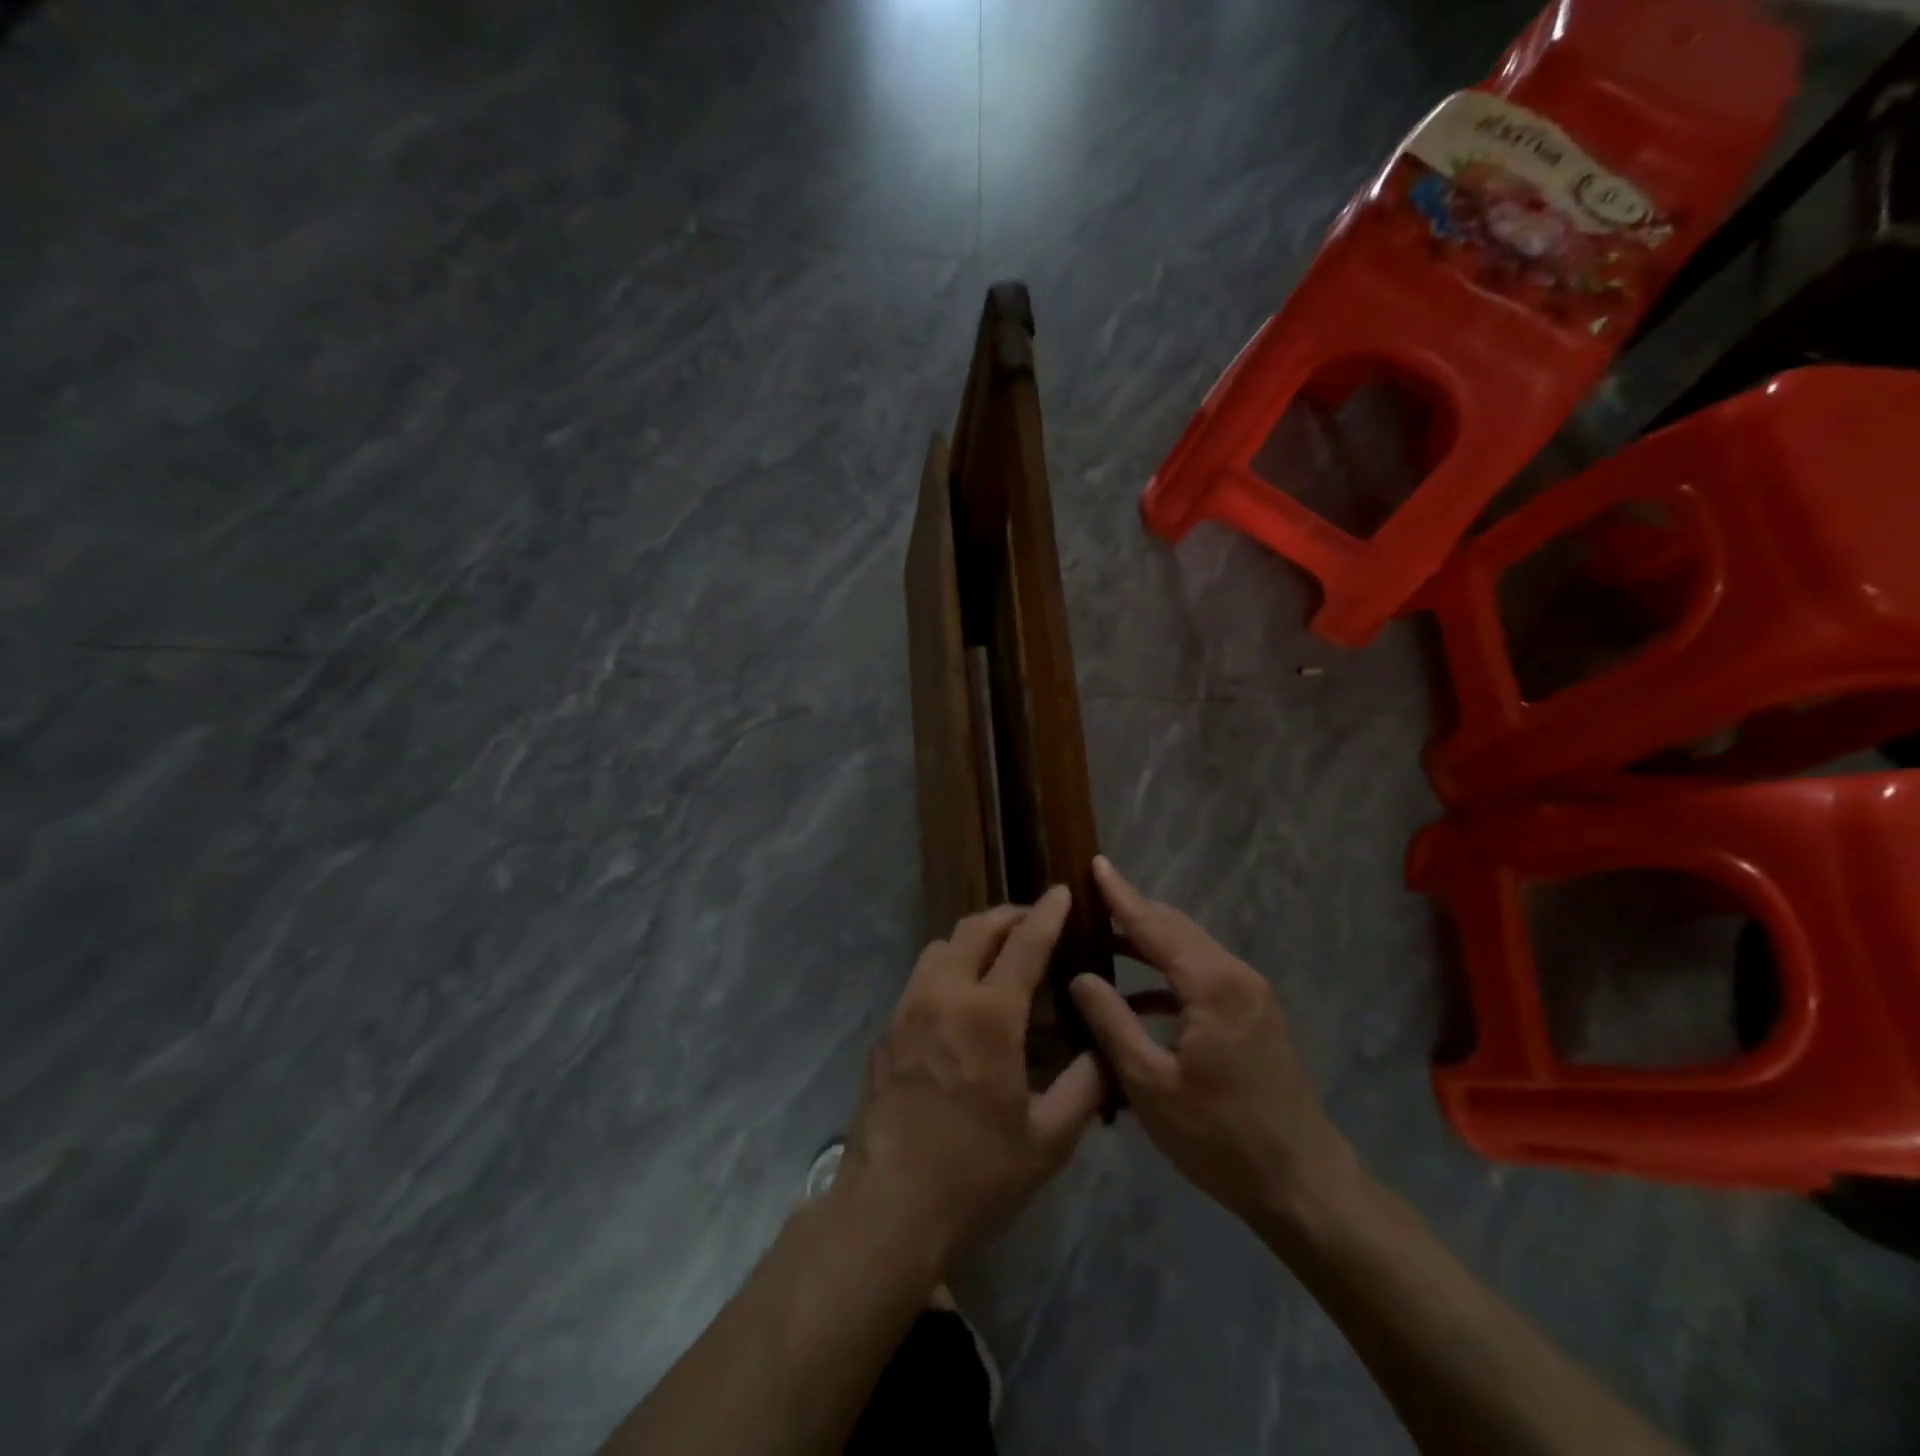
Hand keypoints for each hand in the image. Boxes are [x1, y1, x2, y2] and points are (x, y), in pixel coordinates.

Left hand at [834, 887, 1105, 1273]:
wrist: (890, 1205)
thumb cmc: (976, 1173)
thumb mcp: (1048, 1139)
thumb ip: (1085, 1086)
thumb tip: (1103, 1049)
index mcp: (988, 1014)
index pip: (1024, 943)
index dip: (1047, 913)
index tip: (1062, 891)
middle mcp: (944, 994)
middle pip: (976, 928)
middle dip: (1010, 915)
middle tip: (1036, 922)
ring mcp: (909, 1007)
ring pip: (943, 944)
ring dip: (976, 937)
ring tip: (1001, 955)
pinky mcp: (888, 1026)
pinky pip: (922, 973)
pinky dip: (950, 964)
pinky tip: (964, 997)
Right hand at [1070, 858, 1353, 1228]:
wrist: (1304, 1187)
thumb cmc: (1221, 1138)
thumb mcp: (1151, 1085)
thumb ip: (1112, 1022)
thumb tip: (1080, 976)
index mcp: (1212, 985)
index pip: (1154, 924)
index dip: (1120, 895)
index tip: (1095, 862)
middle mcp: (1236, 975)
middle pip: (1176, 929)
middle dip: (1133, 912)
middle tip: (1088, 901)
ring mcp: (1251, 995)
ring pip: (1190, 951)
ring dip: (1148, 943)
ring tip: (1102, 941)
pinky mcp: (1255, 1015)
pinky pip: (1203, 978)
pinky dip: (1167, 977)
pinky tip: (1137, 998)